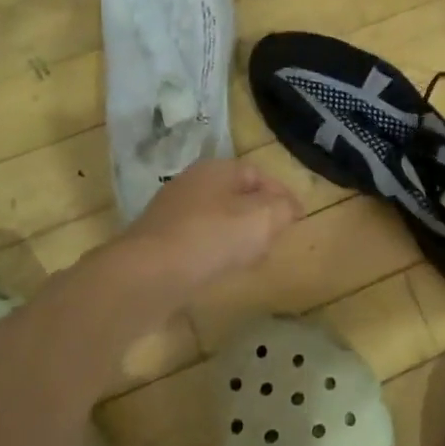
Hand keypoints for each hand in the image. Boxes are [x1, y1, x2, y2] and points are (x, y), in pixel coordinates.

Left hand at [118, 158, 303, 292]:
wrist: (145, 277)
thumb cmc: (211, 239)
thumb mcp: (262, 219)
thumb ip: (283, 209)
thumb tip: (288, 208)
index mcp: (216, 169)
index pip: (258, 174)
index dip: (282, 194)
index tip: (299, 218)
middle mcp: (191, 184)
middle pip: (237, 196)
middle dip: (260, 216)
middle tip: (277, 238)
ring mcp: (171, 213)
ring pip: (218, 220)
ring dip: (239, 237)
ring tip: (253, 259)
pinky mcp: (159, 243)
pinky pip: (199, 242)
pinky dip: (216, 252)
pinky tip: (222, 271)